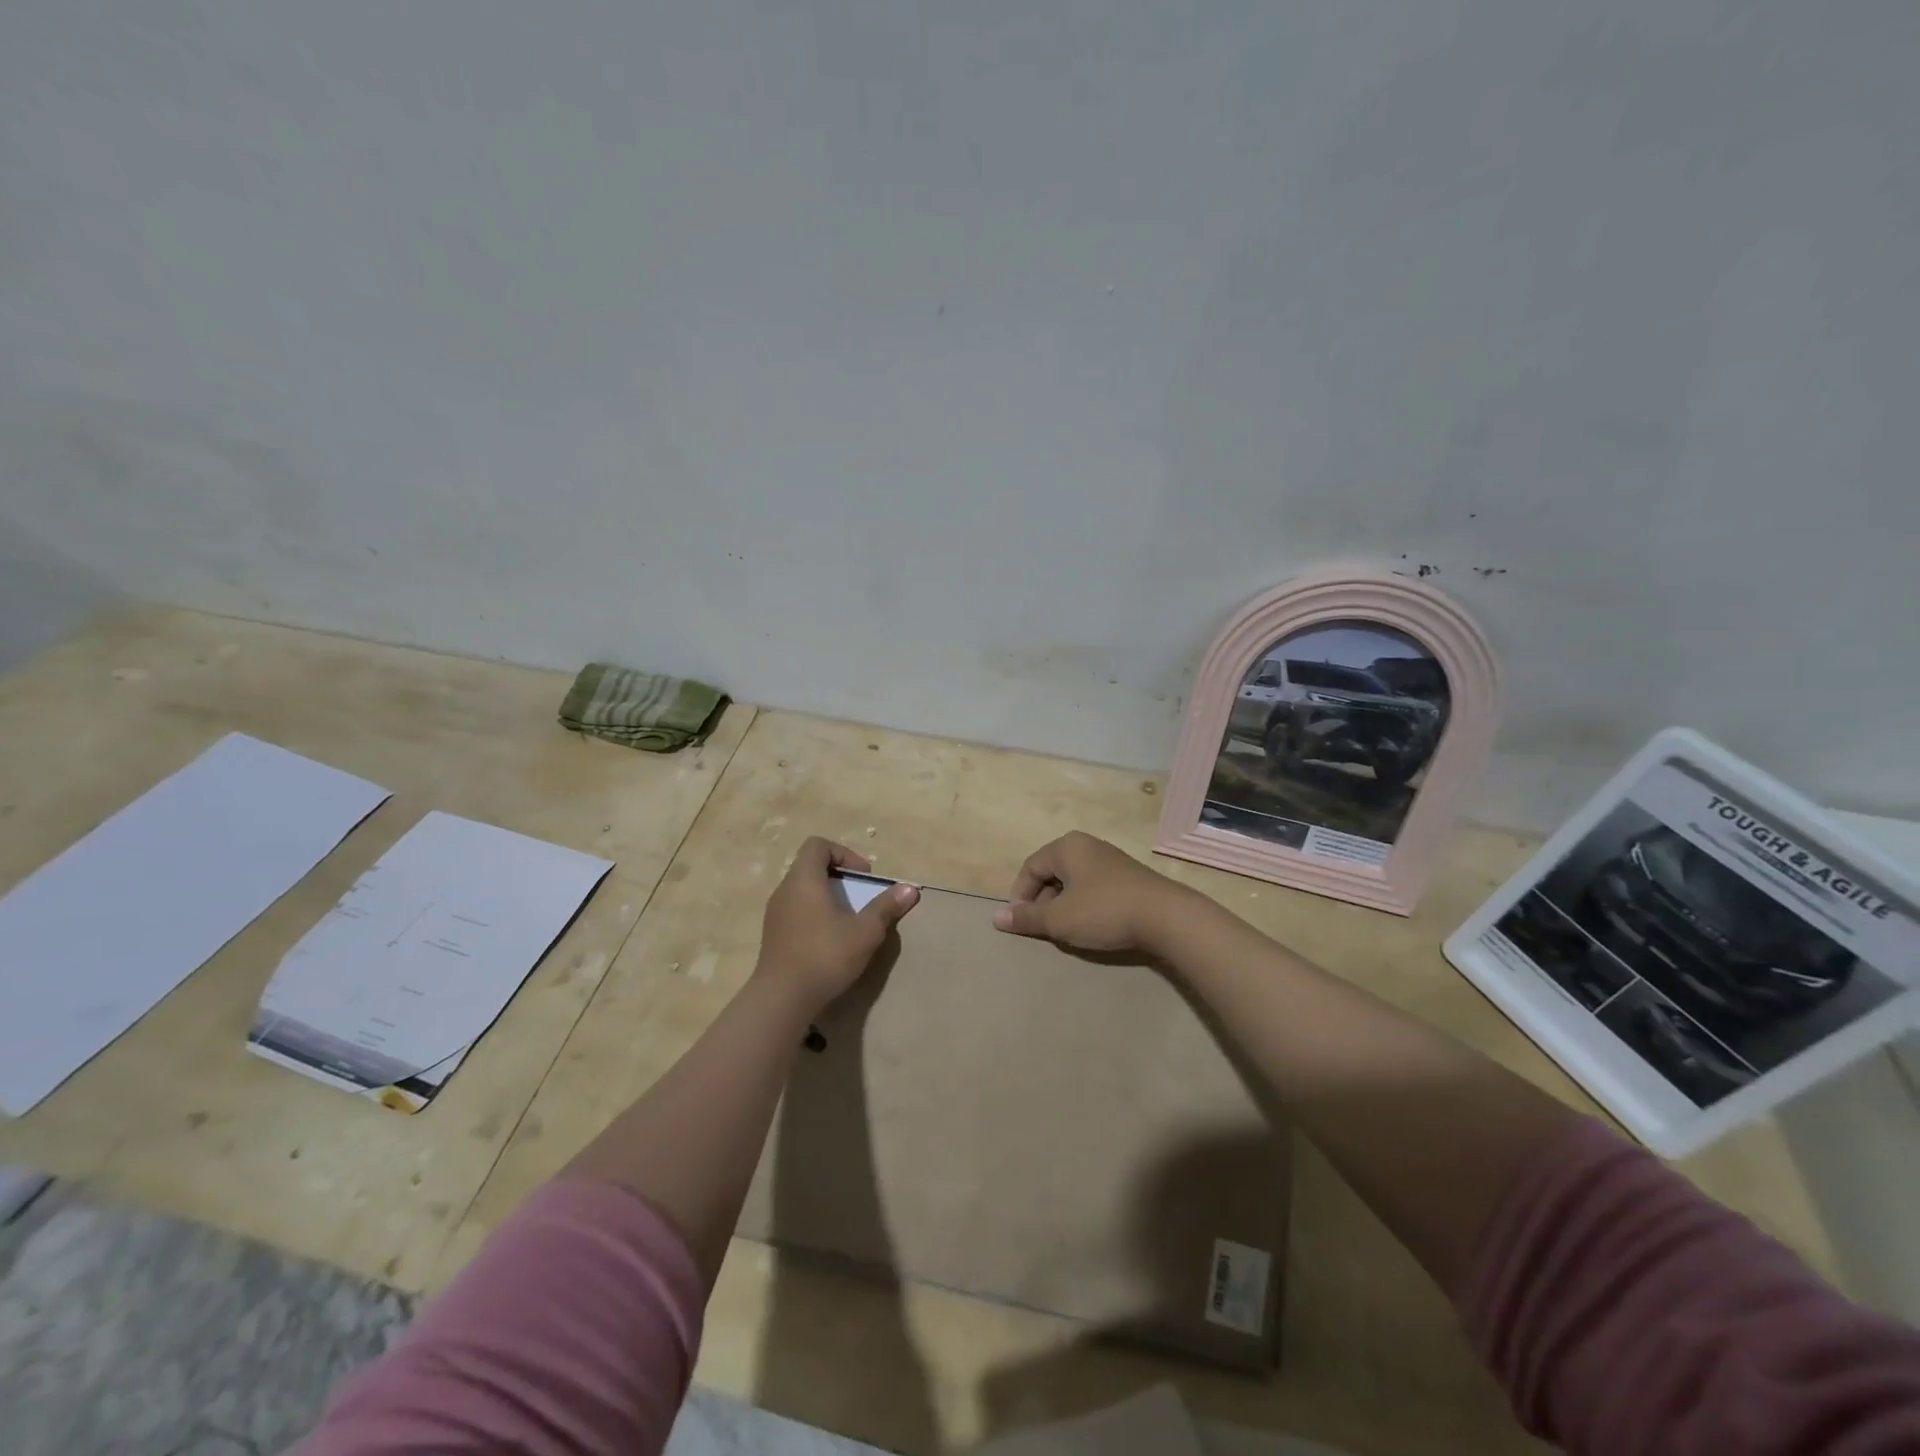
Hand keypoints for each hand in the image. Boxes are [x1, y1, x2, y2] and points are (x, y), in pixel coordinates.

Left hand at [756, 837, 918, 1011]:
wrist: (782, 999)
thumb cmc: (825, 956)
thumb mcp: (865, 932)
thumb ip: (886, 907)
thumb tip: (911, 889)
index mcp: (804, 880)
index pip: (818, 845)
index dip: (844, 853)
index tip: (862, 877)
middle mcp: (785, 890)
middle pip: (810, 866)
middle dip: (839, 876)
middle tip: (860, 896)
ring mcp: (775, 914)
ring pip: (802, 890)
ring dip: (827, 897)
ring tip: (848, 919)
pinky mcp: (773, 935)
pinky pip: (795, 911)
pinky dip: (814, 914)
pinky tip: (830, 940)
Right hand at [992, 831, 1192, 954]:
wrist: (1166, 917)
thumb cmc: (1104, 911)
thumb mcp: (1059, 919)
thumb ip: (1026, 918)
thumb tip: (996, 917)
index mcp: (1066, 847)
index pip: (1030, 868)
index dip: (1020, 896)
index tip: (1022, 924)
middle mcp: (1087, 845)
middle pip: (1051, 873)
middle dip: (1043, 902)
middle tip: (1044, 929)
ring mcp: (1110, 860)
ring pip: (1073, 882)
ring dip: (1064, 906)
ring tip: (1067, 931)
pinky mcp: (1128, 877)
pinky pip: (1093, 888)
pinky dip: (1085, 906)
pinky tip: (1093, 926)